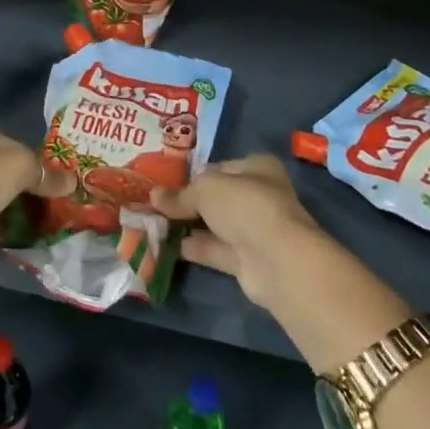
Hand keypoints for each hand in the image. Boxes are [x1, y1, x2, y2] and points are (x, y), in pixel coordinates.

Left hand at [0, 123, 69, 263]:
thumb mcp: (19, 166)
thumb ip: (45, 173)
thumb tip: (72, 181)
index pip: (13, 143)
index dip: (35, 160)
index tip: (55, 180)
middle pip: (2, 169)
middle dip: (26, 186)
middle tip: (52, 202)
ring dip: (14, 207)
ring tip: (41, 221)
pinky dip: (1, 226)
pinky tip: (20, 236)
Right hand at [149, 155, 322, 311]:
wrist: (276, 260)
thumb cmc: (244, 206)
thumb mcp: (205, 190)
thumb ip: (180, 194)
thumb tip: (154, 196)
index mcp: (257, 168)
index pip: (219, 168)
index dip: (193, 175)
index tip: (166, 183)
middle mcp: (258, 196)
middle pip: (217, 197)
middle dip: (188, 202)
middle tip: (155, 204)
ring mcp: (254, 230)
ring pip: (215, 225)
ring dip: (188, 225)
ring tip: (153, 223)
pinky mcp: (247, 260)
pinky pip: (214, 250)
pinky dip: (193, 248)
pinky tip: (166, 245)